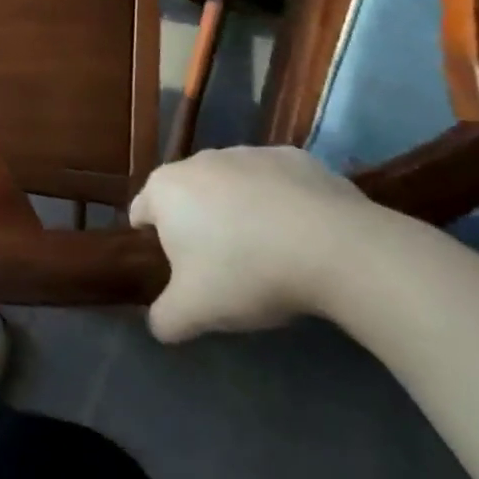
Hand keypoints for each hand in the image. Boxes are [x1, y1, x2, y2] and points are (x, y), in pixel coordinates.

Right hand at [130, 146, 374, 342]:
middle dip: (198, 226)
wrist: (337, 248)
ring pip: (232, 186)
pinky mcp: (296, 158)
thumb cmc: (247, 272)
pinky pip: (277, 183)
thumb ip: (165, 318)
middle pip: (188, 197)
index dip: (154, 244)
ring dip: (239, 211)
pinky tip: (303, 235)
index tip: (180, 272)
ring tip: (269, 252)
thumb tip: (160, 324)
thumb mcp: (194, 311)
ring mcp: (250, 153)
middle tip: (224, 267)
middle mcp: (200, 160)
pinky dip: (281, 203)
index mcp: (165, 189)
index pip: (141, 212)